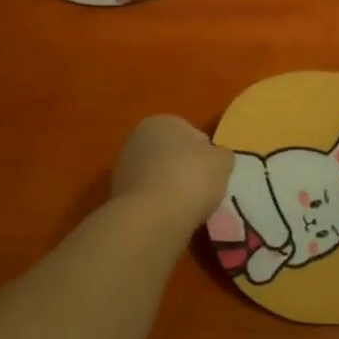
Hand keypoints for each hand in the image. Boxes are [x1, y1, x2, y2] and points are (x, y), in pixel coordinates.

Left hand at [112, 116, 232, 231]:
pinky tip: (168, 216)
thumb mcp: (223, 162)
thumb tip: (216, 158)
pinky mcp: (116, 194)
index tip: (212, 173)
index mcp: (163, 121)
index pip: (192, 134)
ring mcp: (123, 166)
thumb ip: (221, 155)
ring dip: (169, 187)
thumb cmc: (192, 178)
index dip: (205, 154)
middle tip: (201, 190)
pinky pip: (146, 195)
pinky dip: (157, 203)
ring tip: (186, 208)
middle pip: (171, 153)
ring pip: (157, 175)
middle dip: (184, 169)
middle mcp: (138, 137)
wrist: (152, 217)